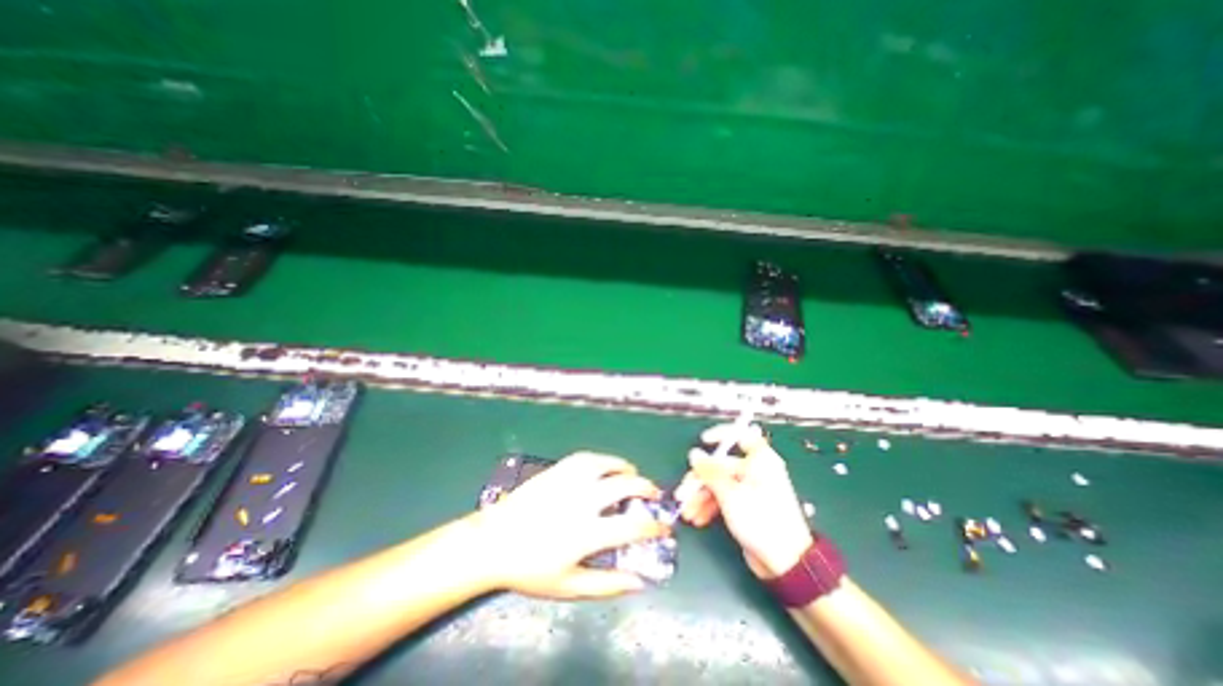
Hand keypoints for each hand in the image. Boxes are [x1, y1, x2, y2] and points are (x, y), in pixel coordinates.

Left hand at [477, 455, 667, 598]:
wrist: (495, 541)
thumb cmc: (530, 568)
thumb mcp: (569, 586)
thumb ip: (606, 585)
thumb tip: (640, 581)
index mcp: (586, 532)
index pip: (631, 526)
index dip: (653, 526)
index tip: (664, 527)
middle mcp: (582, 500)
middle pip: (624, 486)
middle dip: (646, 488)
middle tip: (653, 494)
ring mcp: (568, 481)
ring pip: (605, 464)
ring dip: (625, 468)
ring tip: (632, 473)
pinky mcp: (557, 470)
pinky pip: (585, 458)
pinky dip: (602, 459)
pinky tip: (605, 466)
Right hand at [679, 423, 809, 578]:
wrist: (785, 563)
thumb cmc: (761, 520)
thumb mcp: (730, 494)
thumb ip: (710, 472)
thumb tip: (694, 454)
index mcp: (760, 461)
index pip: (741, 436)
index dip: (721, 434)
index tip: (703, 441)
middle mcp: (755, 472)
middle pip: (721, 465)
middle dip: (700, 480)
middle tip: (683, 492)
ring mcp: (750, 490)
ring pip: (719, 484)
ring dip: (701, 497)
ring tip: (688, 512)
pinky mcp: (746, 507)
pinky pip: (723, 499)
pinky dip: (710, 506)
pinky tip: (698, 518)